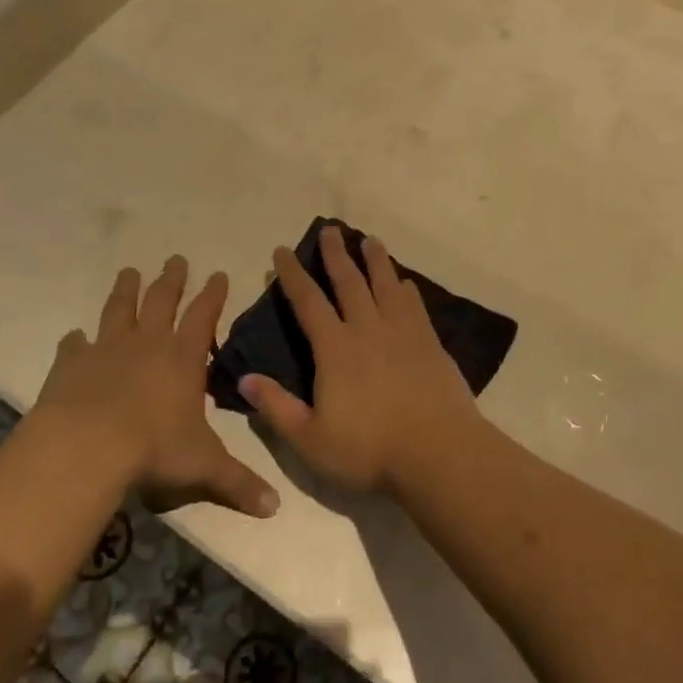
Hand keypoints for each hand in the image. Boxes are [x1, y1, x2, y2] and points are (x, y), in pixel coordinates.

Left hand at [28, 256, 278, 518]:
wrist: (88, 445)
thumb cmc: (154, 449)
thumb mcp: (203, 467)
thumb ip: (238, 483)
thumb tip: (275, 508)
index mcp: (183, 359)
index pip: (204, 316)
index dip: (213, 294)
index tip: (219, 273)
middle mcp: (148, 344)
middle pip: (162, 301)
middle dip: (172, 280)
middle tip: (176, 259)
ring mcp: (107, 350)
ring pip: (119, 310)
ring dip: (126, 290)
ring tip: (129, 272)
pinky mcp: (72, 365)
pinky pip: (75, 345)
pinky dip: (77, 340)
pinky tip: (75, 336)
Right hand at [237, 226, 487, 494]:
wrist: (438, 453)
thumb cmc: (368, 450)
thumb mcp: (310, 439)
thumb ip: (276, 408)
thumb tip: (244, 378)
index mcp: (335, 349)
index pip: (308, 302)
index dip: (293, 275)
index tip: (283, 250)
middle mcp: (368, 330)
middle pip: (350, 282)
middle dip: (337, 255)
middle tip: (330, 229)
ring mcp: (404, 334)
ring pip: (386, 286)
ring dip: (376, 261)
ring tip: (370, 240)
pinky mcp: (431, 345)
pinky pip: (415, 307)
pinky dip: (407, 290)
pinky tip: (406, 283)